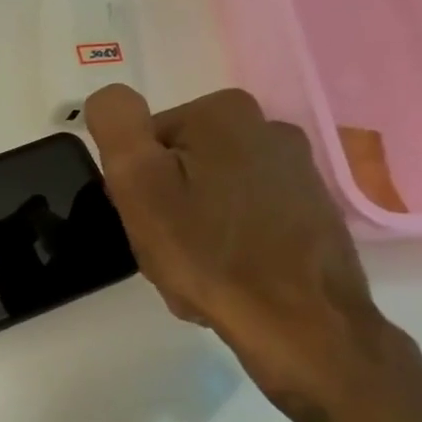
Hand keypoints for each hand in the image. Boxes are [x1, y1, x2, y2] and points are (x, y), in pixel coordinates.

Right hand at [83, 85, 386, 418]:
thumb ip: (117, 127)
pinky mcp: (312, 207)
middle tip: (167, 249)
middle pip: (180, 165)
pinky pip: (245, 217)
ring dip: (194, 227)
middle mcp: (267, 126)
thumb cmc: (208, 253)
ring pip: (211, 193)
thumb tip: (108, 98)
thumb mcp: (139, 184)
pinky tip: (229, 274)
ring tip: (198, 269)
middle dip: (165, 206)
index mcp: (222, 113)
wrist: (299, 323)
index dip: (133, 185)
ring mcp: (297, 168)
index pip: (144, 142)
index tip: (145, 220)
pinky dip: (228, 241)